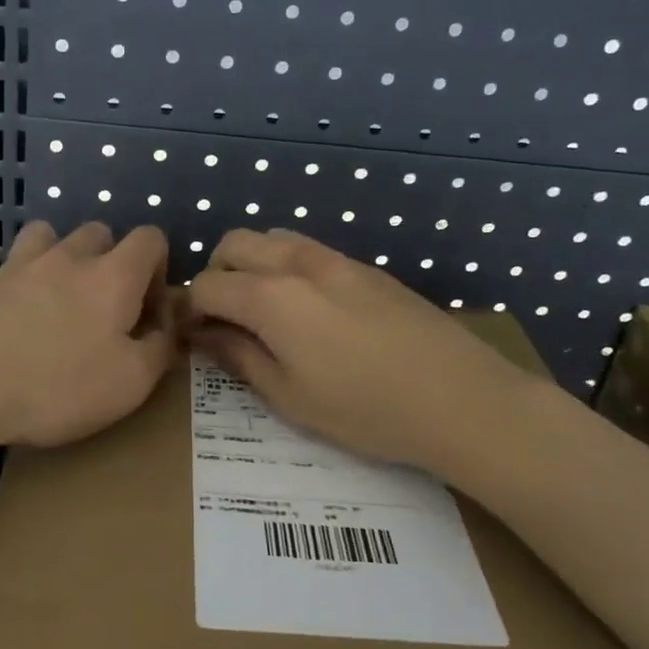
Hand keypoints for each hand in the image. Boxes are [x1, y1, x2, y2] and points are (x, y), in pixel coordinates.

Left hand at [0, 221, 175, 449]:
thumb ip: (159, 350)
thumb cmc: (57, 385)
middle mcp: (70, 257)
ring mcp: (22, 264)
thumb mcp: (130, 383)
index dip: (159, 266)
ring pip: (51, 237)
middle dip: (111, 261)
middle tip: (105, 308)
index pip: (150, 239)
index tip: (149, 307)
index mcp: (114, 276)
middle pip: (100, 233)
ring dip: (64, 258)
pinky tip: (18, 317)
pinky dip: (25, 280)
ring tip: (59, 300)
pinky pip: (14, 264)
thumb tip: (167, 330)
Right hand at [186, 229, 530, 474]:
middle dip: (216, 274)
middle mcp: (298, 264)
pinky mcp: (366, 267)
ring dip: (252, 264)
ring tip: (263, 311)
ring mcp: (337, 260)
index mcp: (270, 298)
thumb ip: (240, 358)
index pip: (207, 286)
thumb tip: (205, 336)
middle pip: (234, 244)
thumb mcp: (290, 397)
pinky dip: (287, 267)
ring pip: (273, 239)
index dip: (189, 310)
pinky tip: (308, 311)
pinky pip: (308, 250)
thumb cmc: (365, 410)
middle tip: (224, 319)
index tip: (191, 337)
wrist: (459, 397)